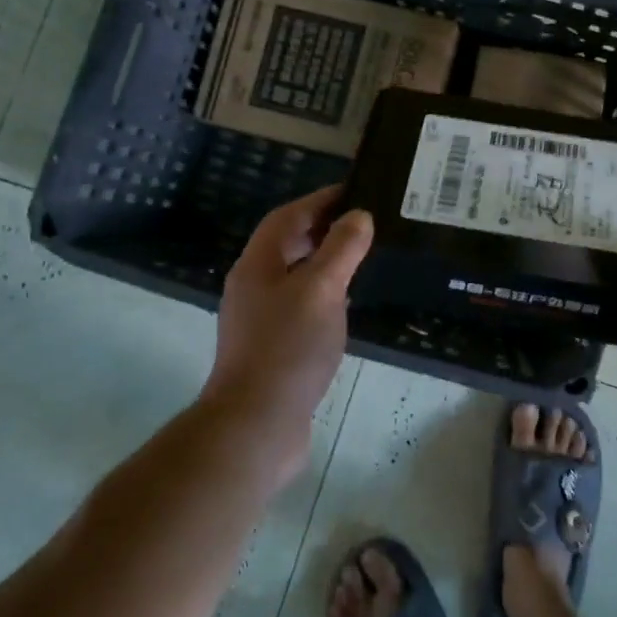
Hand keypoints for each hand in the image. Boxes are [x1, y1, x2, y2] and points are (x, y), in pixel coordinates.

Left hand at [203, 187, 373, 475]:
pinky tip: (344, 306)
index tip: (354, 191)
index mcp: (257, 266)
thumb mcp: (322, 290)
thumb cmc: (288, 348)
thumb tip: (358, 216)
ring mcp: (259, 320)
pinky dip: (322, 294)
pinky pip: (299, 306)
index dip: (318, 200)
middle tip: (363, 223)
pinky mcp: (271, 348)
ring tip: (360, 258)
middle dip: (322, 229)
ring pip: (293, 277)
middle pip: (286, 245)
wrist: (256, 424)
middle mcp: (252, 287)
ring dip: (323, 262)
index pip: (287, 217)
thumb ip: (341, 249)